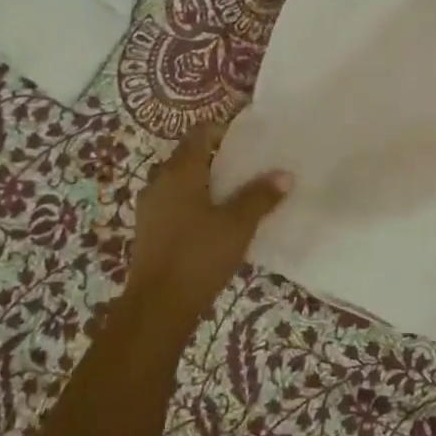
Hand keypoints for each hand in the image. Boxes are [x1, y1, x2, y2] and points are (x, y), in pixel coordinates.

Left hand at [120, 121, 291, 320]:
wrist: (158, 305)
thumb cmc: (199, 255)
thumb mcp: (238, 225)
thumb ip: (261, 196)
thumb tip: (285, 174)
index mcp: (180, 171)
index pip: (200, 133)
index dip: (224, 131)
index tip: (250, 142)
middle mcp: (160, 181)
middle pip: (190, 156)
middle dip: (218, 158)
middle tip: (250, 168)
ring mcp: (151, 207)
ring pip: (181, 181)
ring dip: (207, 182)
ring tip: (237, 194)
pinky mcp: (150, 230)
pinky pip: (175, 203)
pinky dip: (195, 203)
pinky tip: (216, 221)